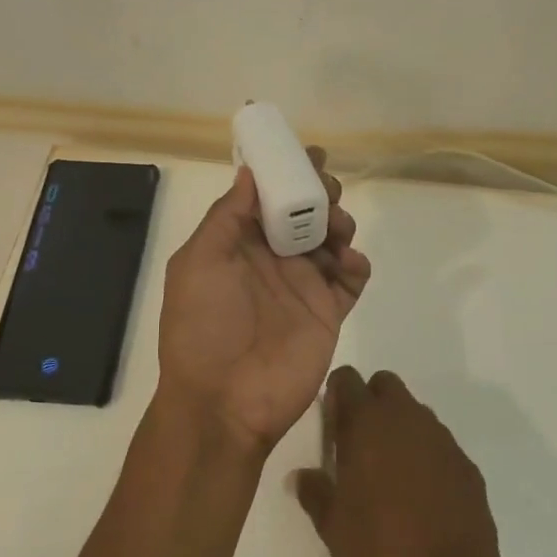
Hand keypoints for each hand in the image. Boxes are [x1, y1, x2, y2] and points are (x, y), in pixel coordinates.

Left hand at [156, 148, 370, 452]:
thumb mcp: (198, 264)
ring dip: (340, 224)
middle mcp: (272, 260)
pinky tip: (351, 264)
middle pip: (305, 213)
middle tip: (328, 192)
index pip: (267, 198)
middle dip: (320, 194)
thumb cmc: (203, 328)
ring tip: (337, 232)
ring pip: (332, 240)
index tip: (308, 153)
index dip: (287, 173)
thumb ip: (226, 217)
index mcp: (239, 245)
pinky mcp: (328, 313)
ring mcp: (303, 287)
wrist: (224, 404)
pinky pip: (351, 280)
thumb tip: (249, 172)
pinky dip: (358, 265)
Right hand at [292, 369, 521, 556]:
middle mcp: (406, 419)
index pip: (347, 379)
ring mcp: (441, 439)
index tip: (333, 423)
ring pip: (415, 413)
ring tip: (391, 475)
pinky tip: (423, 496)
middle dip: (372, 402)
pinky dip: (427, 456)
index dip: (338, 394)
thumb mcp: (333, 527)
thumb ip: (315, 491)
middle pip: (386, 385)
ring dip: (400, 429)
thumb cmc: (379, 554)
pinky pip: (439, 444)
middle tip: (360, 444)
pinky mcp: (466, 464)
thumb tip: (302, 476)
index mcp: (367, 424)